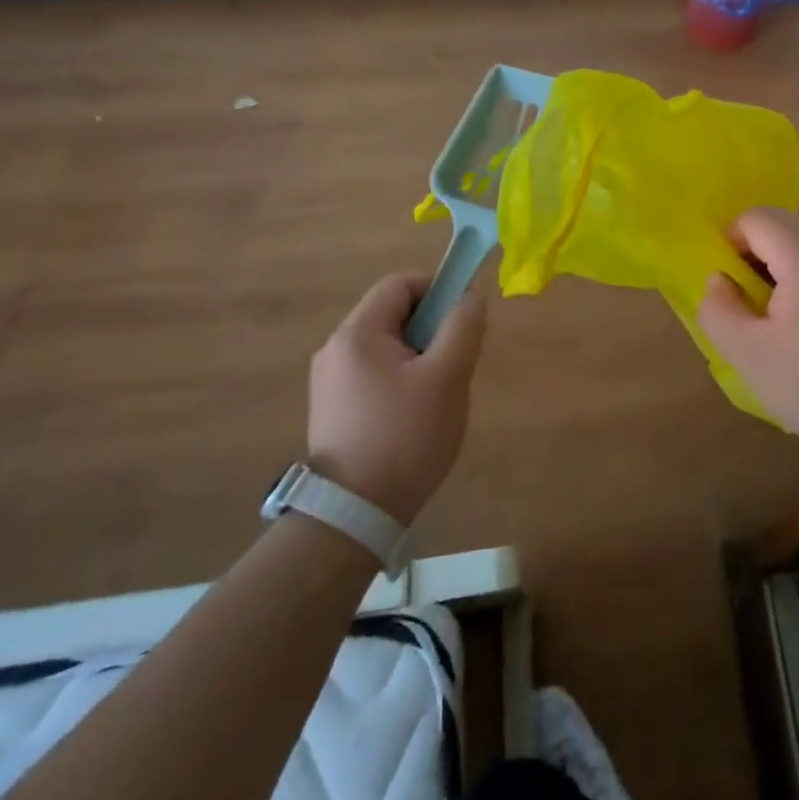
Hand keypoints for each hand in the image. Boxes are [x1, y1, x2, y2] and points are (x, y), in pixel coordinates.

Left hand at [307, 274, 485, 523]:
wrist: (353, 515)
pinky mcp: (332, 410)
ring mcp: (329, 382)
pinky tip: (414, 418)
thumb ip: (463, 326)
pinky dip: (401, 382)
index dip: (437, 290)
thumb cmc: (405, 436)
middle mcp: (335, 349)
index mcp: (357, 333)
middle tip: (454, 365)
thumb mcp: (447, 376)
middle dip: (431, 330)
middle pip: (393, 315)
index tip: (462, 322)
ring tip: (437, 397)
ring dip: (419, 358)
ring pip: (387, 347)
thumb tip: (469, 297)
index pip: (401, 284)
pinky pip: (374, 375)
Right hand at [697, 209, 798, 466]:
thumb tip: (718, 280)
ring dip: (779, 260)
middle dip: (754, 248)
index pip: (757, 217)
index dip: (731, 242)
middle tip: (746, 297)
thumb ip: (720, 310)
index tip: (728, 284)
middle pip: (783, 221)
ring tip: (773, 312)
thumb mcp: (750, 356)